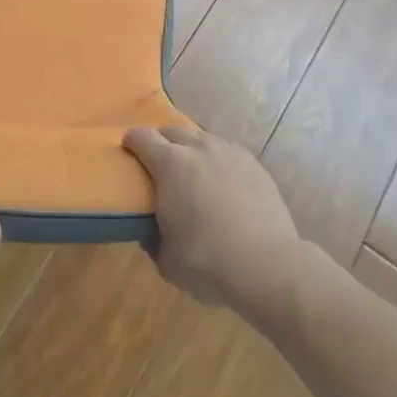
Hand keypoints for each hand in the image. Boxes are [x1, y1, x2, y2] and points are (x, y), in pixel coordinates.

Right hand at [124, 125, 299, 311]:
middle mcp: (198, 147)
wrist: (268, 266)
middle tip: (159, 164)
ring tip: (192, 171)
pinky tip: (220, 180)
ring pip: (201, 137)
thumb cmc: (208, 262)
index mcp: (170, 164)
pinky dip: (216, 159)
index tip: (129, 152)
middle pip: (172, 131)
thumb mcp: (166, 260)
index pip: (142, 137)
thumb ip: (153, 240)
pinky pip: (226, 150)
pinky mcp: (253, 163)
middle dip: (161, 142)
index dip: (131, 142)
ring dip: (190, 148)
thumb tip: (150, 233)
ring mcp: (229, 151)